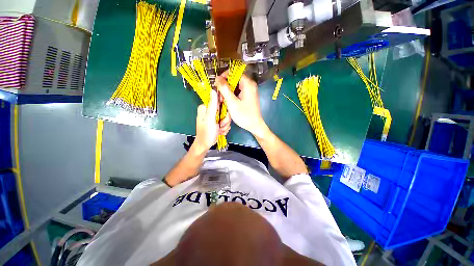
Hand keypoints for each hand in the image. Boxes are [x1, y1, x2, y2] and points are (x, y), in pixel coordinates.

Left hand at [194, 90, 230, 151]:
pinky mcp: (216, 122)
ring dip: (225, 125)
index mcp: (205, 107)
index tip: (223, 116)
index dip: (223, 108)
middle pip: (224, 110)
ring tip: (220, 130)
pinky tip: (220, 131)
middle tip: (220, 125)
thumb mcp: (210, 119)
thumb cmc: (207, 132)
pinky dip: (224, 128)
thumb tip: (213, 90)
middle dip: (224, 119)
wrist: (205, 145)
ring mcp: (213, 117)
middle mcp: (209, 111)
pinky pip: (225, 123)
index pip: (219, 101)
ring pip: (226, 117)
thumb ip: (212, 105)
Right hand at [215, 73, 267, 136]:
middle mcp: (250, 85)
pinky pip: (238, 91)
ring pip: (235, 86)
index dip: (224, 76)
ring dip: (228, 92)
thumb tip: (217, 78)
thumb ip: (224, 89)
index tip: (217, 85)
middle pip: (234, 79)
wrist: (254, 125)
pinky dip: (232, 95)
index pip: (234, 72)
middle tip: (221, 96)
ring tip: (224, 101)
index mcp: (248, 84)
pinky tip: (229, 102)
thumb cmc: (244, 115)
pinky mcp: (248, 96)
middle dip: (225, 86)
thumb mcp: (232, 102)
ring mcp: (249, 90)